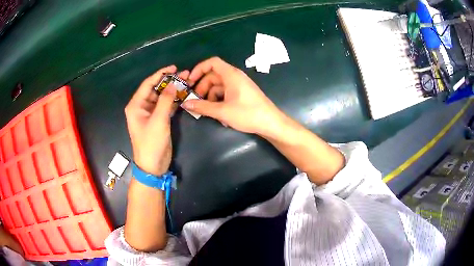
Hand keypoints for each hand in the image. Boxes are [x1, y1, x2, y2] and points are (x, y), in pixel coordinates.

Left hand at [125, 66, 188, 174]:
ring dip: (173, 90)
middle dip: (169, 82)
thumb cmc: (151, 143)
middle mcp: (142, 107)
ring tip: (187, 82)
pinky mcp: (158, 120)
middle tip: (184, 74)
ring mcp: (150, 113)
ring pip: (162, 97)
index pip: (148, 84)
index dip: (160, 74)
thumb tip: (174, 84)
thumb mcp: (158, 120)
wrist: (153, 165)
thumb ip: (165, 100)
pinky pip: (165, 106)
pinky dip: (174, 100)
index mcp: (136, 105)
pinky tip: (183, 95)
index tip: (173, 68)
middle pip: (155, 89)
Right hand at [182, 57, 282, 135]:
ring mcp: (239, 85)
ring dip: (210, 97)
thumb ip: (202, 107)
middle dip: (202, 87)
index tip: (190, 81)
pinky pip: (226, 93)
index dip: (199, 69)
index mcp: (231, 75)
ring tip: (206, 111)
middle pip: (213, 76)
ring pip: (219, 86)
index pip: (212, 62)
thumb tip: (186, 104)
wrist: (271, 123)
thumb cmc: (248, 114)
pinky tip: (219, 115)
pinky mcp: (242, 94)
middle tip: (195, 101)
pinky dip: (219, 101)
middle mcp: (235, 77)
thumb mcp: (222, 111)